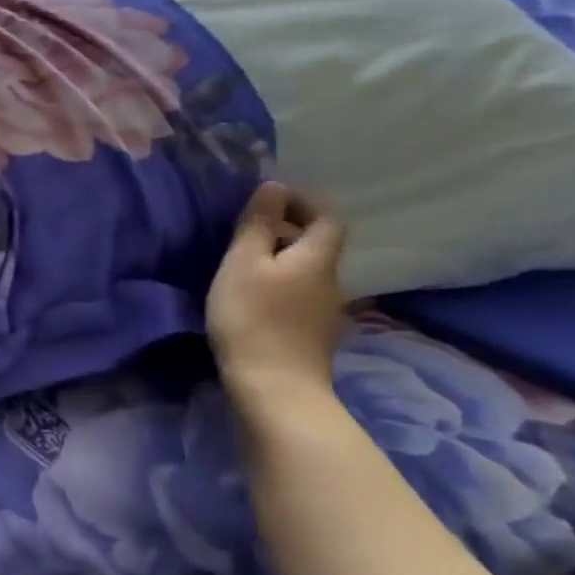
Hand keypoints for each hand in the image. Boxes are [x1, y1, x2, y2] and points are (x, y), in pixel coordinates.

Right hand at [206, 183, 348, 397]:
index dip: (304, 202)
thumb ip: (257, 224)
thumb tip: (274, 187)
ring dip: (282, 261)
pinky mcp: (313, 337)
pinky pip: (300, 297)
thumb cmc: (253, 317)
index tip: (270, 199)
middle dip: (288, 231)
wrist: (274, 388)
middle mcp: (331, 281)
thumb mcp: (243, 263)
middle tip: (248, 231)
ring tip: (245, 265)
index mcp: (317, 257)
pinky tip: (255, 300)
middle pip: (318, 245)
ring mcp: (326, 313)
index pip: (327, 217)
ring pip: (307, 273)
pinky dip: (281, 287)